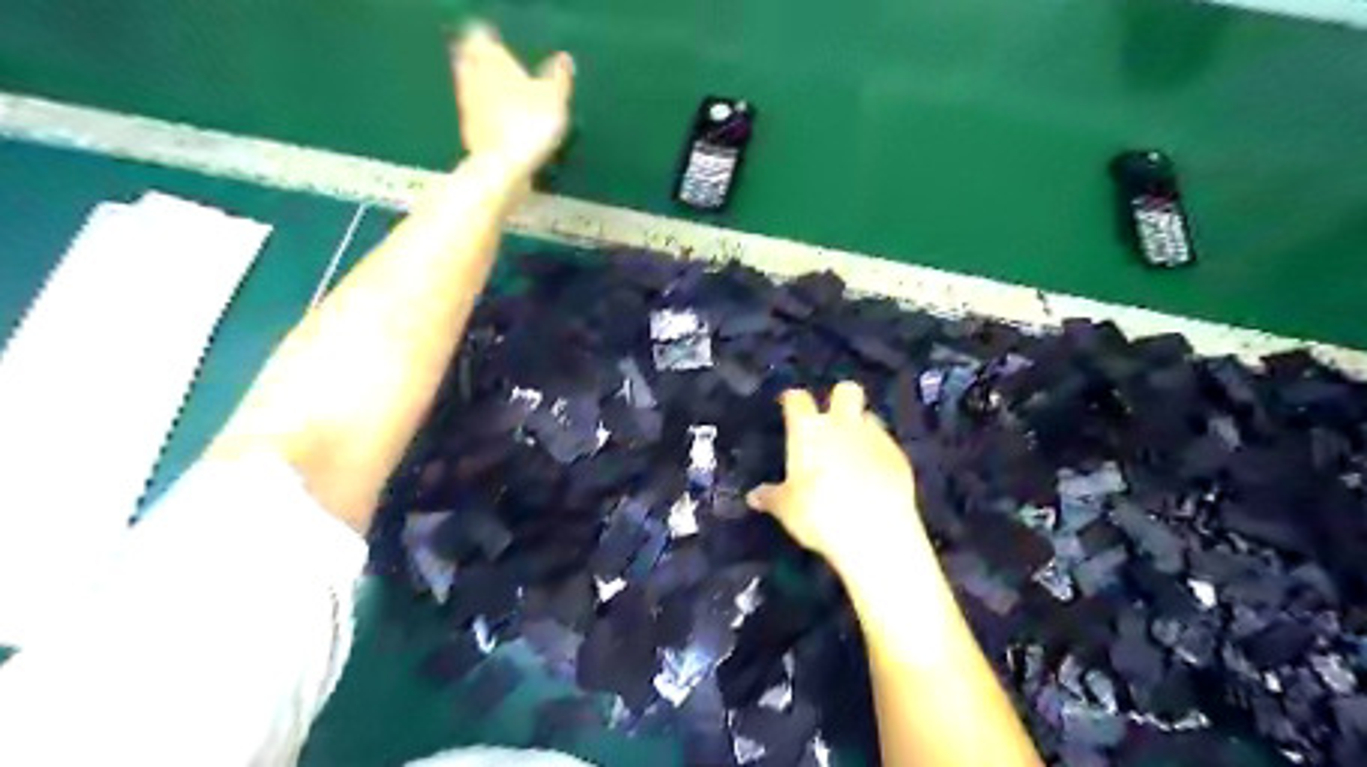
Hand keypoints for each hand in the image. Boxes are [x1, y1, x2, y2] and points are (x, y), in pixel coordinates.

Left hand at [454, 21, 572, 176]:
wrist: (504, 167)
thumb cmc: (531, 123)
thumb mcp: (555, 99)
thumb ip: (559, 78)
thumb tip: (564, 59)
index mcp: (492, 61)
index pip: (481, 37)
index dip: (489, 40)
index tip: (497, 44)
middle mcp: (473, 78)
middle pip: (470, 61)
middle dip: (481, 63)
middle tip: (495, 68)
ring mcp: (467, 107)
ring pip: (470, 88)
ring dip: (482, 90)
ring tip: (499, 97)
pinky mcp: (469, 133)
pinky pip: (475, 116)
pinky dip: (484, 116)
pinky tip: (498, 126)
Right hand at [747, 379, 928, 568]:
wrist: (876, 532)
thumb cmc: (819, 515)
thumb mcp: (787, 509)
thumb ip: (771, 497)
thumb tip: (754, 496)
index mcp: (809, 430)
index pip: (798, 399)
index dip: (793, 399)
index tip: (789, 404)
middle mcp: (843, 424)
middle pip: (846, 390)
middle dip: (839, 398)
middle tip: (832, 419)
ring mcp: (875, 437)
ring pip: (870, 416)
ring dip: (861, 426)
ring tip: (854, 449)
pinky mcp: (900, 457)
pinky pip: (887, 444)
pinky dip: (879, 453)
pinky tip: (875, 473)